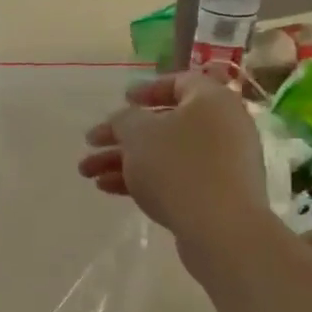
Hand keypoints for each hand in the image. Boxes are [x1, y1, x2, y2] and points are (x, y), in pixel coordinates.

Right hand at [79, 71, 266, 242]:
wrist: (221, 228)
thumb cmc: (178, 167)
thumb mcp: (138, 134)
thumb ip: (124, 119)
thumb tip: (126, 120)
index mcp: (211, 101)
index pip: (180, 83)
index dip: (147, 90)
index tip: (122, 100)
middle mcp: (223, 126)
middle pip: (165, 124)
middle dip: (122, 135)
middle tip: (91, 143)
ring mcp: (222, 162)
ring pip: (165, 153)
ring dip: (124, 160)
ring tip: (88, 173)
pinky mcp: (217, 193)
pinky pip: (176, 176)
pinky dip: (144, 178)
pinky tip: (108, 189)